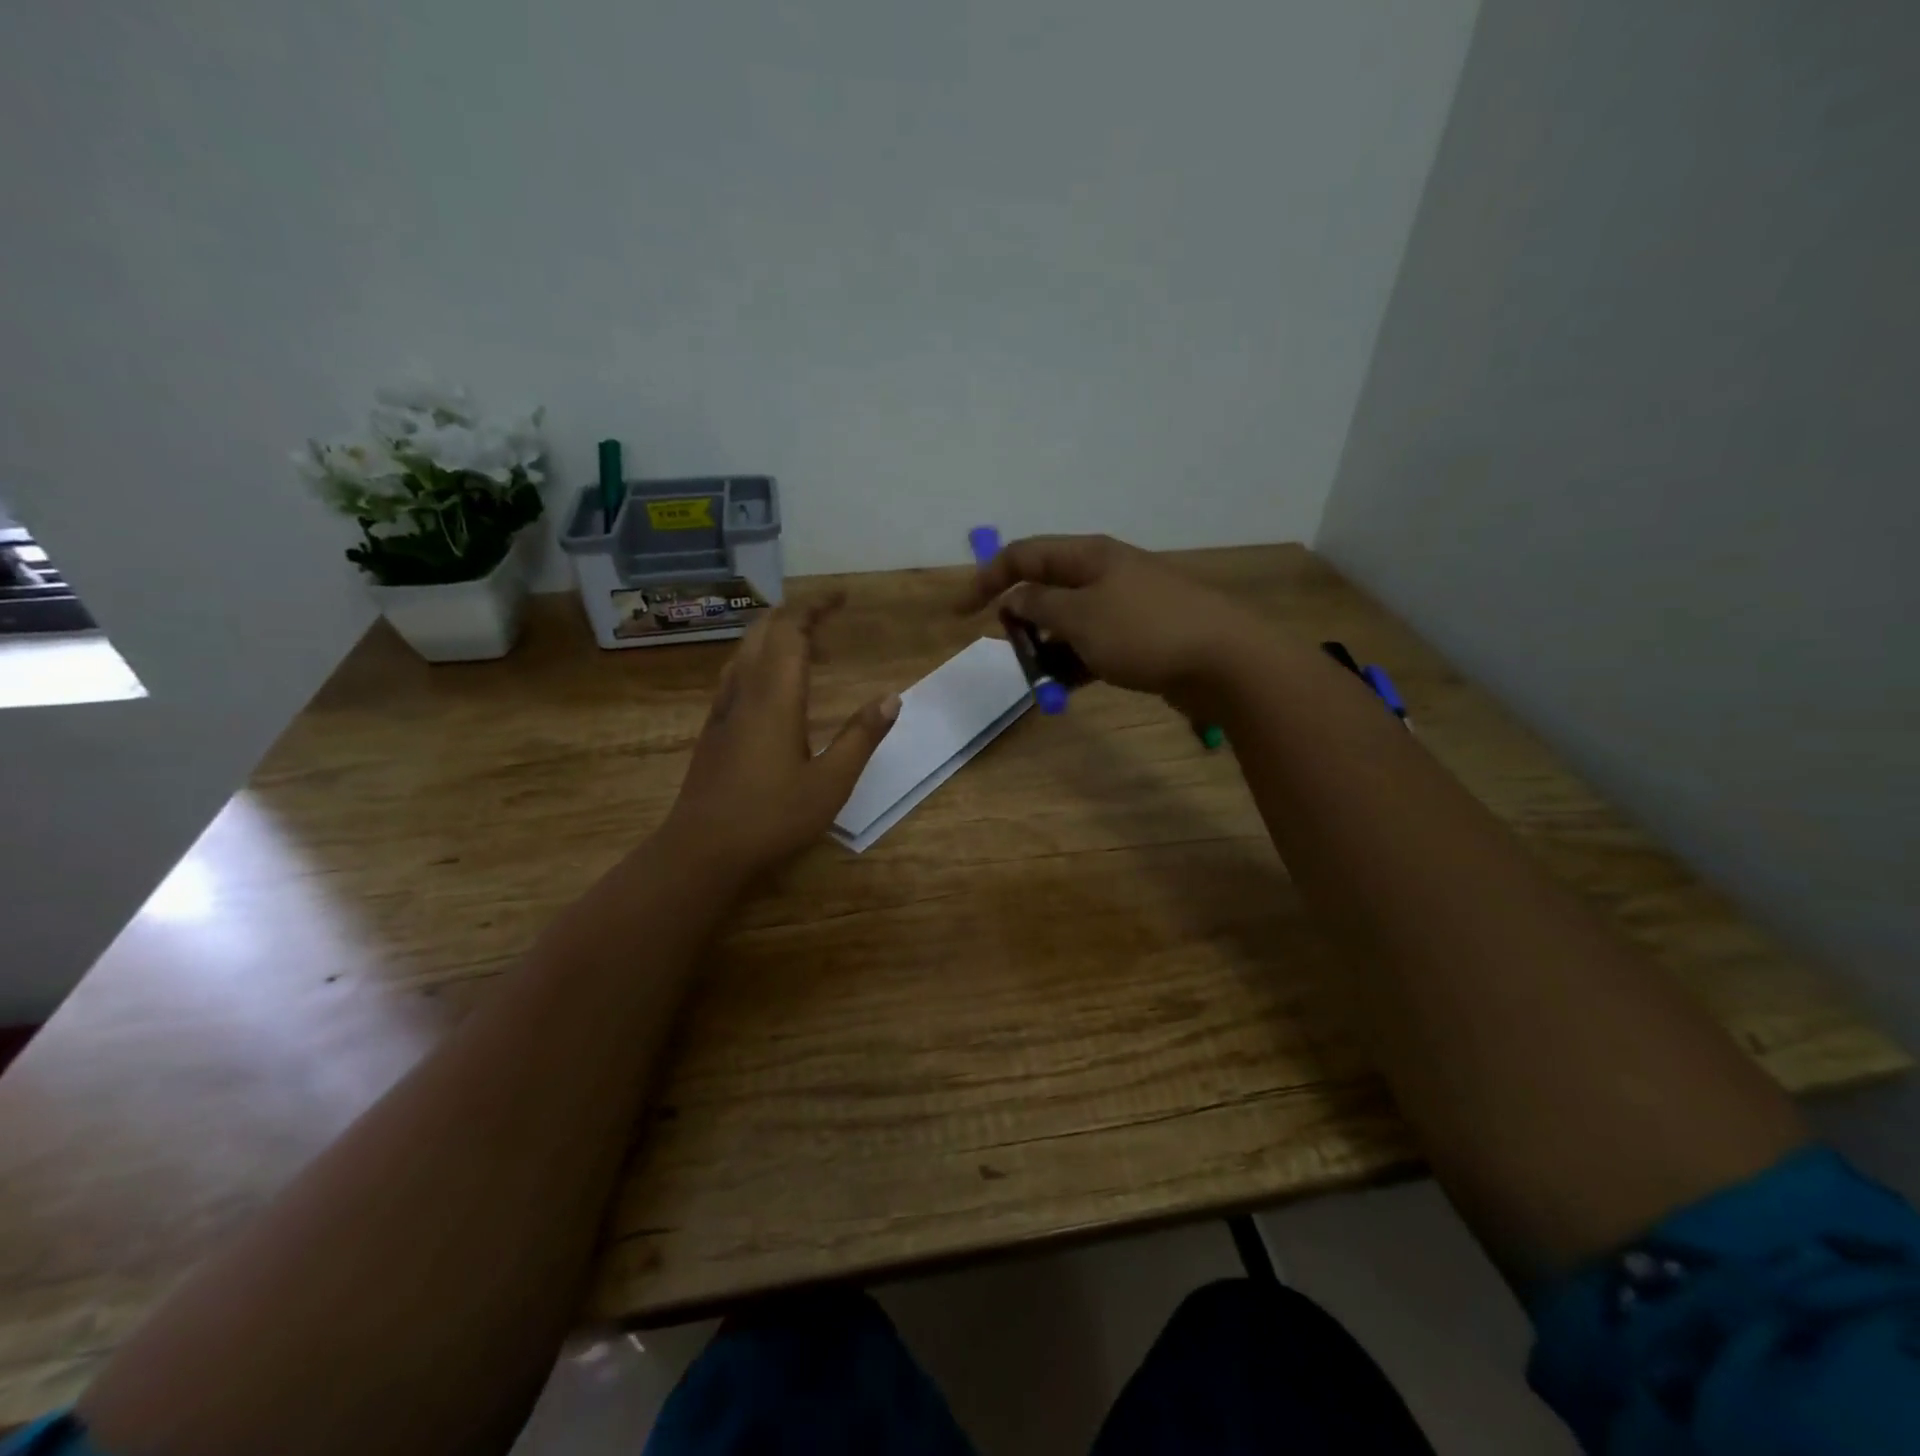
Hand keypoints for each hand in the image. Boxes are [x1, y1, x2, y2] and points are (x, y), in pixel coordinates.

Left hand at [664, 595, 899, 877]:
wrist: (702, 850)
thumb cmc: (771, 817)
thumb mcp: (831, 783)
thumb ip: (861, 737)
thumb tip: (891, 698)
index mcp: (774, 697)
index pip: (790, 631)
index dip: (814, 607)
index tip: (842, 597)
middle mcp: (744, 692)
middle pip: (763, 632)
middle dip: (795, 615)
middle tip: (829, 618)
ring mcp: (723, 709)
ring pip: (745, 651)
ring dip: (775, 636)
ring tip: (809, 647)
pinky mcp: (713, 728)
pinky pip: (736, 673)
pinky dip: (760, 660)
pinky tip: (774, 685)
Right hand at [956, 534, 1266, 713]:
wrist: (1224, 661)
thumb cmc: (1144, 632)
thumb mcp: (1080, 617)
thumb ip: (1039, 605)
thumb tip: (1014, 597)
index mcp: (1088, 556)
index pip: (1024, 555)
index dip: (987, 579)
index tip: (960, 613)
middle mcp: (1104, 574)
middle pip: (1045, 589)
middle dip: (1021, 622)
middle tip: (1014, 654)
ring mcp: (1123, 606)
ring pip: (1067, 623)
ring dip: (1048, 649)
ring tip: (1041, 680)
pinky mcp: (1138, 637)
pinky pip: (1092, 646)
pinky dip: (1074, 664)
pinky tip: (1065, 688)